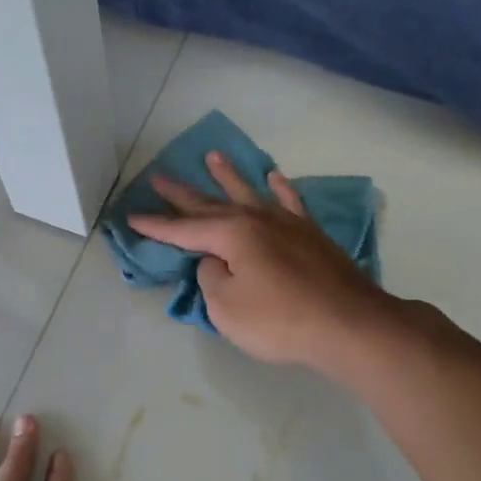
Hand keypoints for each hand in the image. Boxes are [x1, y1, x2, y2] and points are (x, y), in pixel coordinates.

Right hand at [128, 152, 392, 371]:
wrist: (348, 324)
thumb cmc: (280, 321)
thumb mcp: (226, 308)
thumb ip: (212, 279)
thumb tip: (216, 262)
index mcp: (231, 235)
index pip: (183, 230)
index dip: (156, 225)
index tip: (131, 217)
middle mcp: (256, 219)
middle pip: (211, 204)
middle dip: (182, 194)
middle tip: (158, 176)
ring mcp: (287, 223)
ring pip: (249, 193)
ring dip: (228, 176)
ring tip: (213, 157)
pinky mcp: (311, 235)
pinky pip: (290, 203)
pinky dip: (280, 189)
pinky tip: (274, 177)